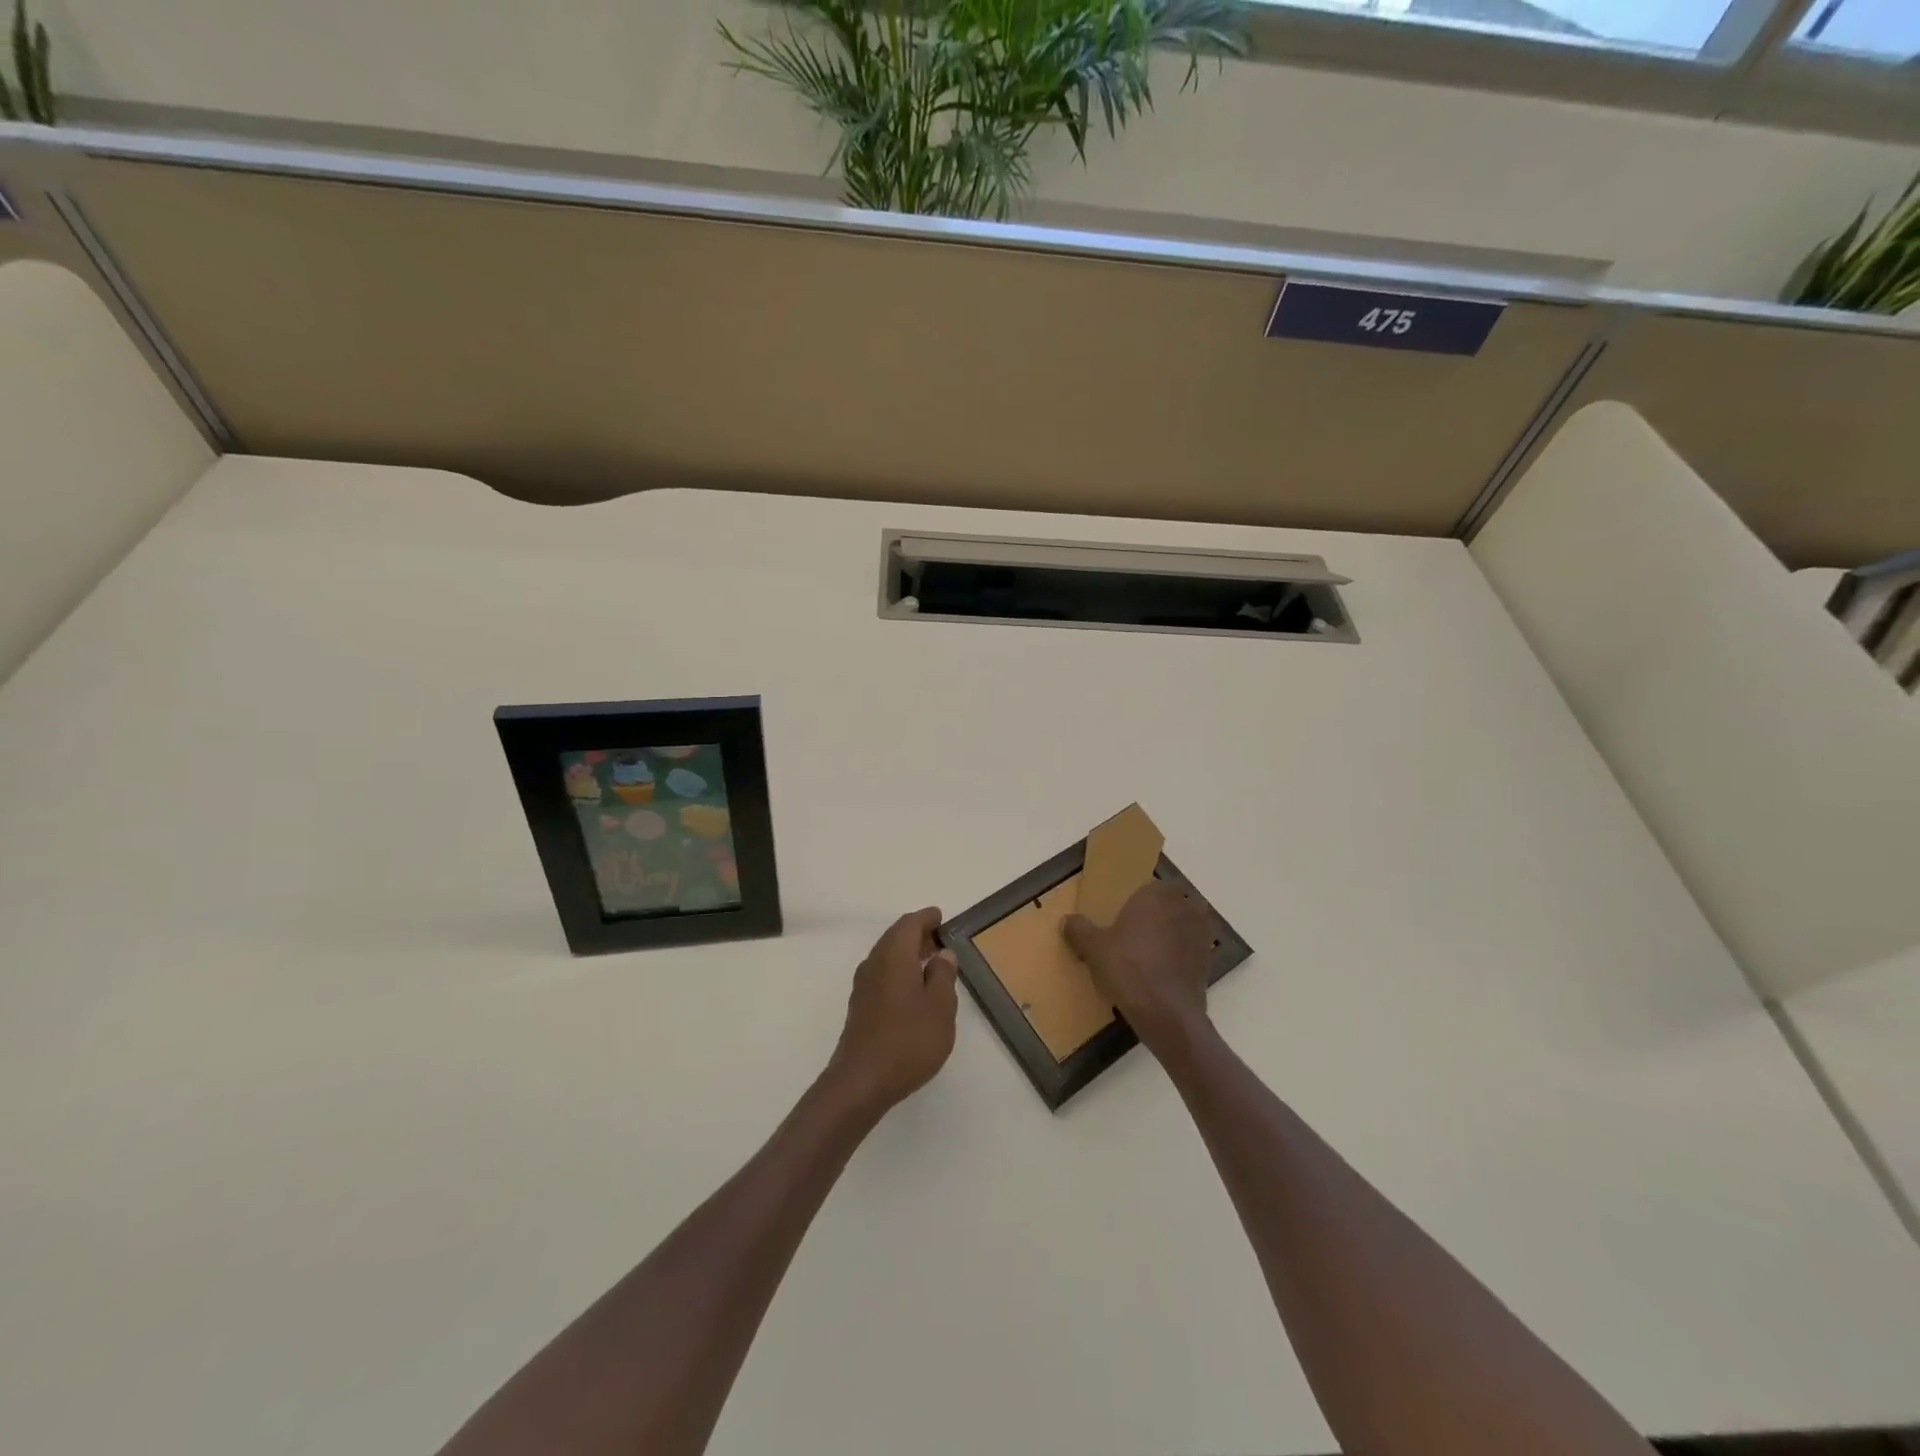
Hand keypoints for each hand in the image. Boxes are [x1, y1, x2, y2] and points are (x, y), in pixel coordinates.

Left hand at [823, 907, 959, 1118]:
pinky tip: (913, 989)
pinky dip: (899, 970)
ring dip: (908, 953)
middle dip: (917, 934)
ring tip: (931, 962)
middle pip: (895, 937)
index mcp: (894, 956)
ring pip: (887, 956)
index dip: (926, 918)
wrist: (861, 1082)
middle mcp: (874, 963)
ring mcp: (863, 985)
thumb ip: (943, 975)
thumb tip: (942, 953)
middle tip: (940, 939)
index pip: (909, 924)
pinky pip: (882, 974)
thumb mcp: (940, 1007)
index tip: (941, 918)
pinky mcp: (860, 1006)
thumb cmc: (908, 1040)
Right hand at [1063, 880, 1213, 1052]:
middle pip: (1179, 900)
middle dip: (1166, 910)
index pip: (1157, 884)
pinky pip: (1196, 948)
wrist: (1166, 1013)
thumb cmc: (1128, 968)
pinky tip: (1167, 969)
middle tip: (1144, 927)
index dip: (1146, 895)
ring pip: (1192, 923)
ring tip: (1157, 948)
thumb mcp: (1094, 949)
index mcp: (1157, 896)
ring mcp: (1201, 935)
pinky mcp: (1209, 961)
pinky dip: (1186, 954)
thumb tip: (1067, 920)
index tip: (1131, 909)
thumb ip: (1080, 930)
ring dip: (1180, 930)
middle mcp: (1184, 908)